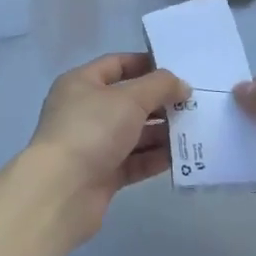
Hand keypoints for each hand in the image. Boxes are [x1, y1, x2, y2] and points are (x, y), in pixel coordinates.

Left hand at [24, 53, 189, 245]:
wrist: (62, 191)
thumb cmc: (92, 130)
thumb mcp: (129, 98)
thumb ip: (160, 86)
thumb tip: (181, 85)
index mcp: (82, 83)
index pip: (117, 64)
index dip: (147, 65)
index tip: (177, 72)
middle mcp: (85, 110)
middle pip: (128, 100)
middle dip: (160, 102)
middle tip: (193, 105)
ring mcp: (92, 144)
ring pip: (133, 133)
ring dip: (161, 132)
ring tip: (194, 131)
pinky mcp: (102, 174)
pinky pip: (133, 161)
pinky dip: (154, 158)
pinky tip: (180, 157)